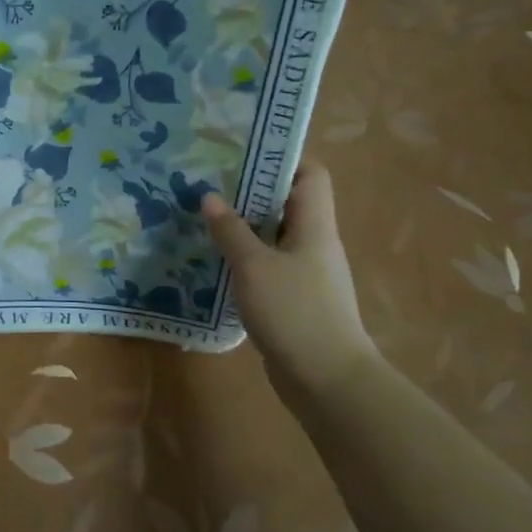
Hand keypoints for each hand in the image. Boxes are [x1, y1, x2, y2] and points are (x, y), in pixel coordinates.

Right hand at [202, 160, 377, 404]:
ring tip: (203, 214)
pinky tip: (214, 258)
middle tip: (208, 179)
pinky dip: (244, 256)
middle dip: (250, 188)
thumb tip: (209, 196)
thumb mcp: (254, 267)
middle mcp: (314, 242)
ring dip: (243, 224)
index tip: (242, 150)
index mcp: (314, 225)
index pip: (310, 174)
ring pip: (273, 234)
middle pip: (287, 201)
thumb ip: (230, 230)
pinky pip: (267, 263)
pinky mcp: (294, 297)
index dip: (282, 157)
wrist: (328, 382)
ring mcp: (305, 272)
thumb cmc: (296, 313)